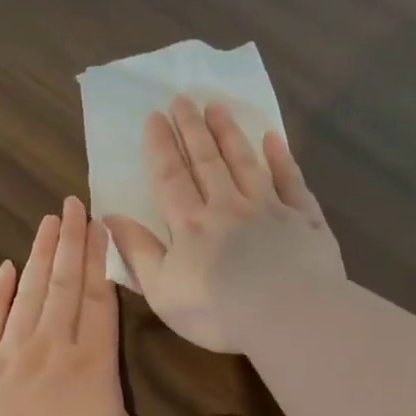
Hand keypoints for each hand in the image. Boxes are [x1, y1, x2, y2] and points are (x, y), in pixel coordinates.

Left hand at [0, 196, 258, 415]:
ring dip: (40, 254)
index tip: (100, 223)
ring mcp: (9, 350)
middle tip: (72, 203)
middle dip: (72, 242)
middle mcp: (52, 344)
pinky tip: (4, 268)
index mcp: (92, 361)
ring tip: (48, 221)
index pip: (100, 298)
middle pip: (65, 283)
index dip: (102, 260)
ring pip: (29, 291)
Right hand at [103, 97, 345, 353]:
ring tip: (217, 108)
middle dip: (192, 129)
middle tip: (183, 98)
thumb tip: (111, 216)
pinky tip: (274, 139)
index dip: (160, 146)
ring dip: (229, 134)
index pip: (170, 177)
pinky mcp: (305, 219)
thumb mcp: (163, 291)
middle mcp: (229, 206)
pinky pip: (291, 182)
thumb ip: (138, 252)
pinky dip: (282, 159)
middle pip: (207, 161)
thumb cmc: (219, 312)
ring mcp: (270, 209)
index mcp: (192, 225)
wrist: (291, 316)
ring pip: (245, 163)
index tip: (155, 116)